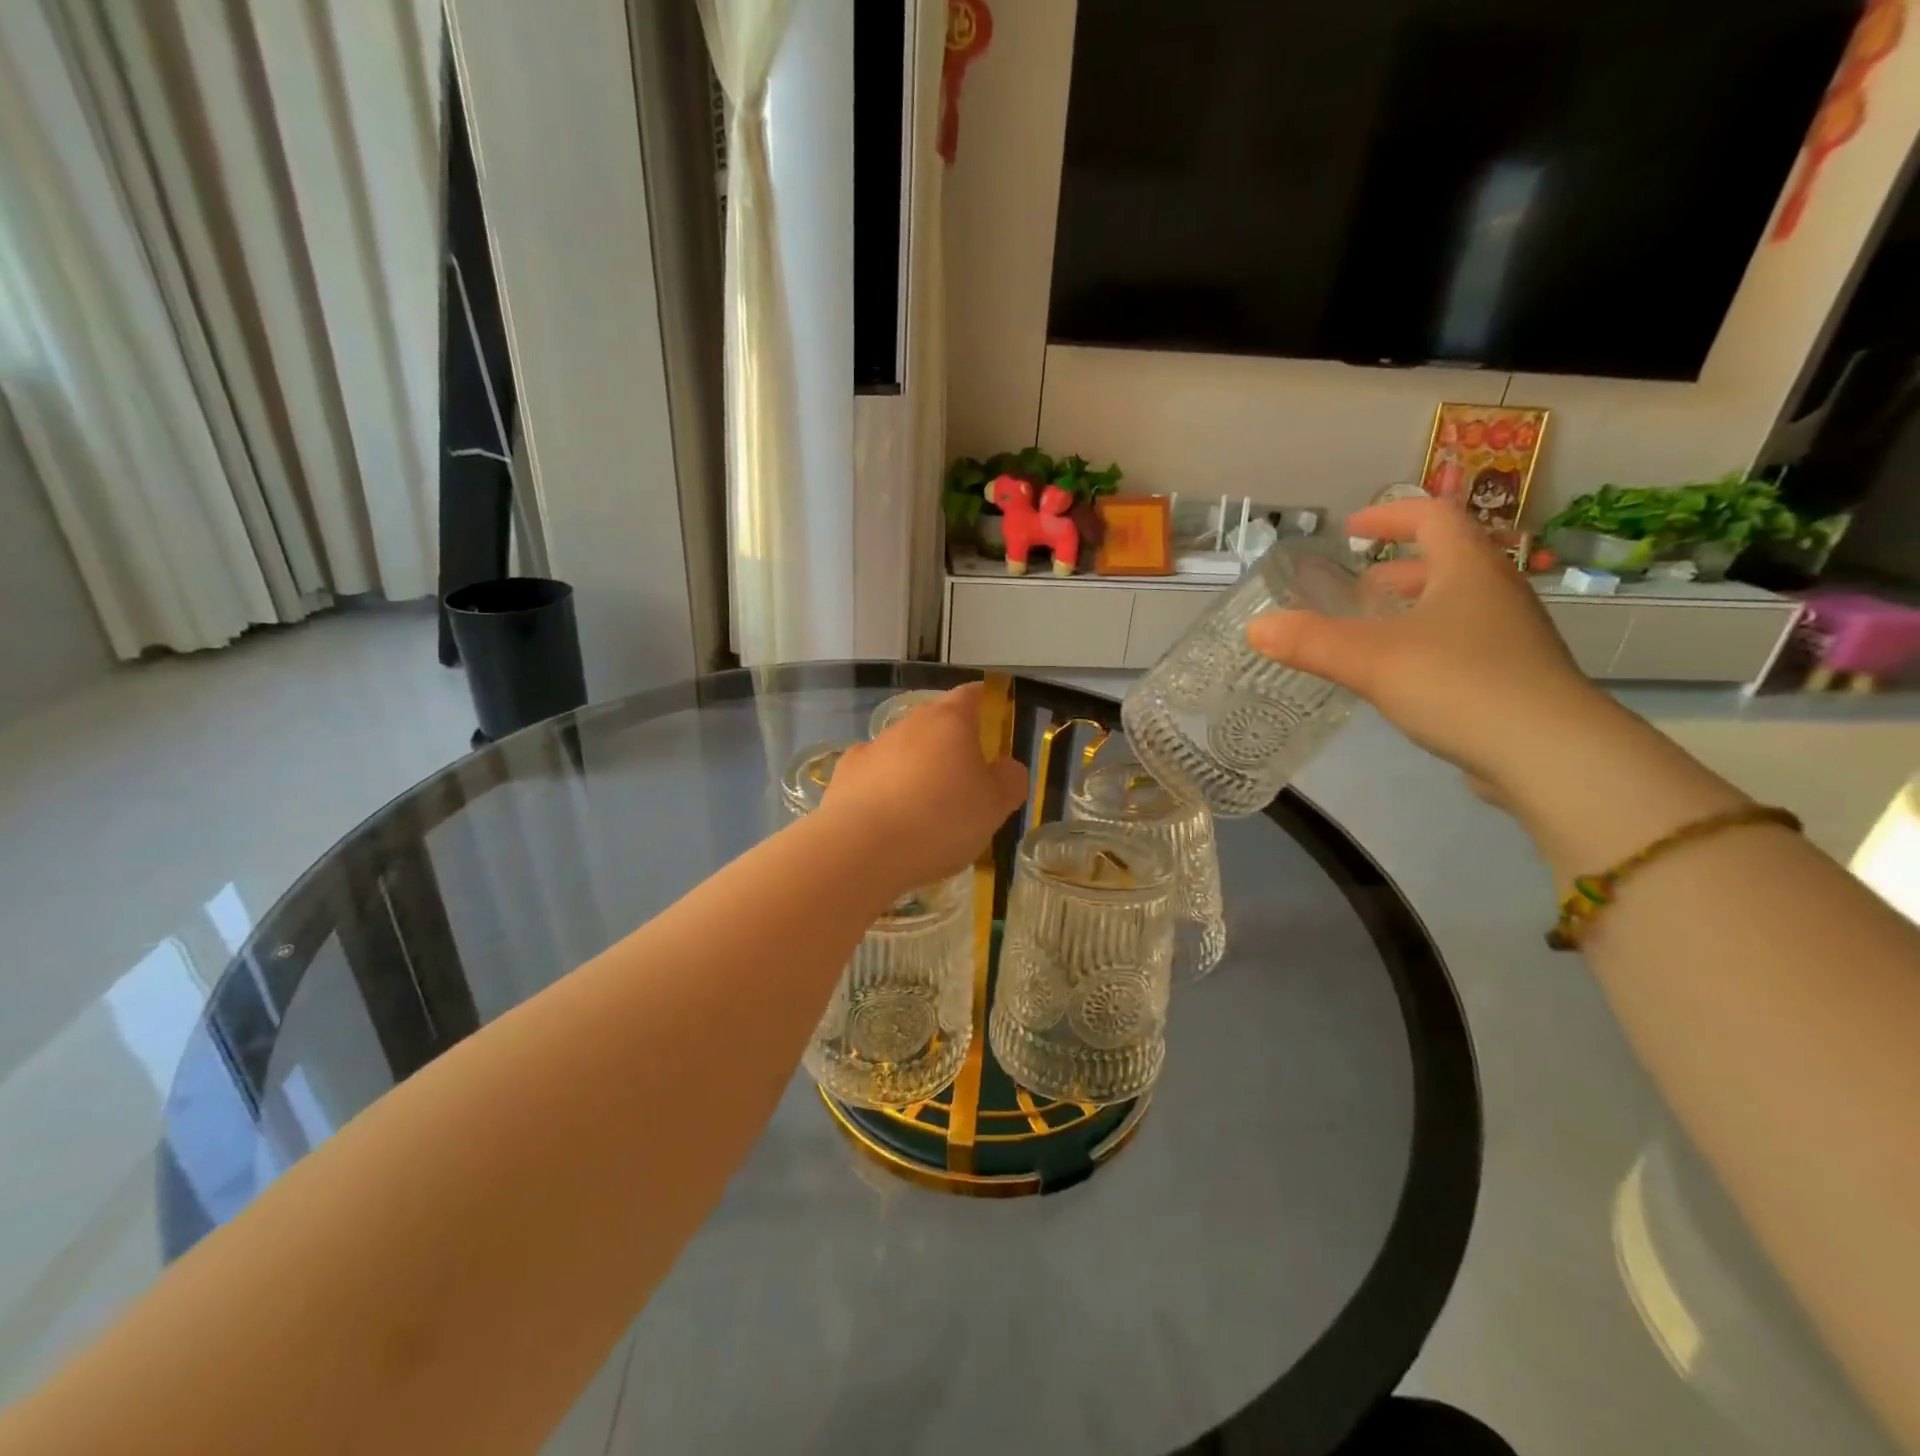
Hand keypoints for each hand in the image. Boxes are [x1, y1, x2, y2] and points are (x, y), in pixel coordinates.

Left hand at [822, 683, 1028, 891]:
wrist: (863, 850)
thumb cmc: (942, 820)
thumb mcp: (996, 806)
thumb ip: (1010, 780)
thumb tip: (1006, 767)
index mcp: (950, 721)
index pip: (972, 695)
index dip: (986, 703)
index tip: (995, 722)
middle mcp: (909, 724)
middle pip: (936, 722)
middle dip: (951, 744)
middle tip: (966, 779)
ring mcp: (872, 747)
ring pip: (903, 749)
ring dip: (917, 768)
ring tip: (926, 809)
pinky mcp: (845, 776)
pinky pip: (874, 775)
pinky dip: (885, 788)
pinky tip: (890, 817)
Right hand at [1247, 498, 1608, 795]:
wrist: (1550, 753)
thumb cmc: (1460, 684)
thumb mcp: (1371, 659)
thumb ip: (1310, 641)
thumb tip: (1255, 627)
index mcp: (1468, 570)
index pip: (1433, 517)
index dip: (1390, 516)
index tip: (1351, 530)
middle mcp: (1495, 594)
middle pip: (1446, 562)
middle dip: (1395, 572)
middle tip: (1353, 593)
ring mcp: (1510, 638)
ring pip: (1453, 606)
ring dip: (1409, 610)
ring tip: (1367, 635)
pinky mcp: (1511, 678)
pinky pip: (1460, 644)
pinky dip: (1423, 646)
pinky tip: (1397, 679)